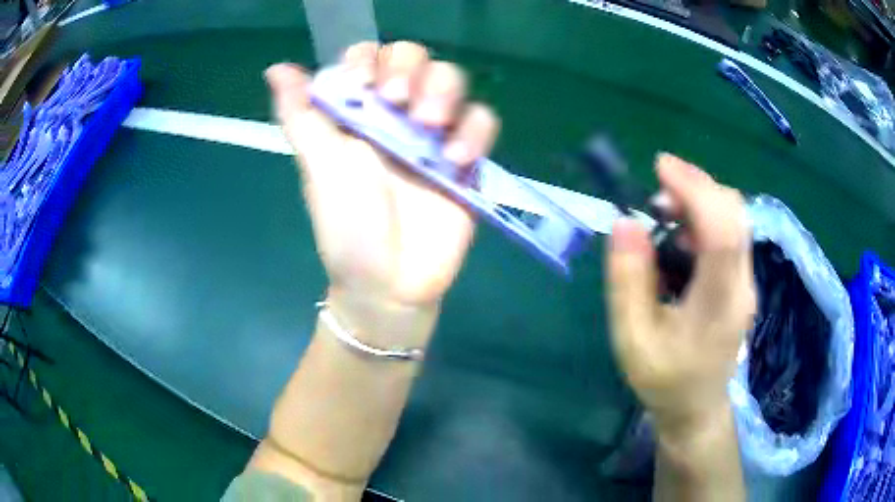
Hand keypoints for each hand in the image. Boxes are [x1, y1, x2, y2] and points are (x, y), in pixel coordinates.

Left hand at [265, 42, 498, 311]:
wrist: (390, 282)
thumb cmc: (347, 226)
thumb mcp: (317, 166)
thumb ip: (299, 114)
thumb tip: (275, 68)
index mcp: (358, 111)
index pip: (368, 56)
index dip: (368, 60)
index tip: (362, 87)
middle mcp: (397, 113)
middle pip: (414, 57)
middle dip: (409, 70)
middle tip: (398, 103)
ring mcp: (435, 132)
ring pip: (452, 78)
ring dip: (444, 92)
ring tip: (429, 126)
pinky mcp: (467, 156)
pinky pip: (482, 120)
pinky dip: (474, 131)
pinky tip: (455, 160)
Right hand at [606, 154, 755, 434]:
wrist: (696, 408)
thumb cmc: (663, 380)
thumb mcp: (631, 338)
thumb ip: (628, 281)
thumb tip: (626, 223)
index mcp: (717, 304)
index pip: (721, 232)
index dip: (695, 191)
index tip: (661, 167)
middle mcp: (741, 286)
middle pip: (735, 215)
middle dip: (698, 187)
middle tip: (658, 194)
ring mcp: (746, 284)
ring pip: (735, 220)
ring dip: (701, 201)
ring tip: (665, 213)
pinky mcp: (742, 283)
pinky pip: (731, 234)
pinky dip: (707, 218)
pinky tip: (682, 236)